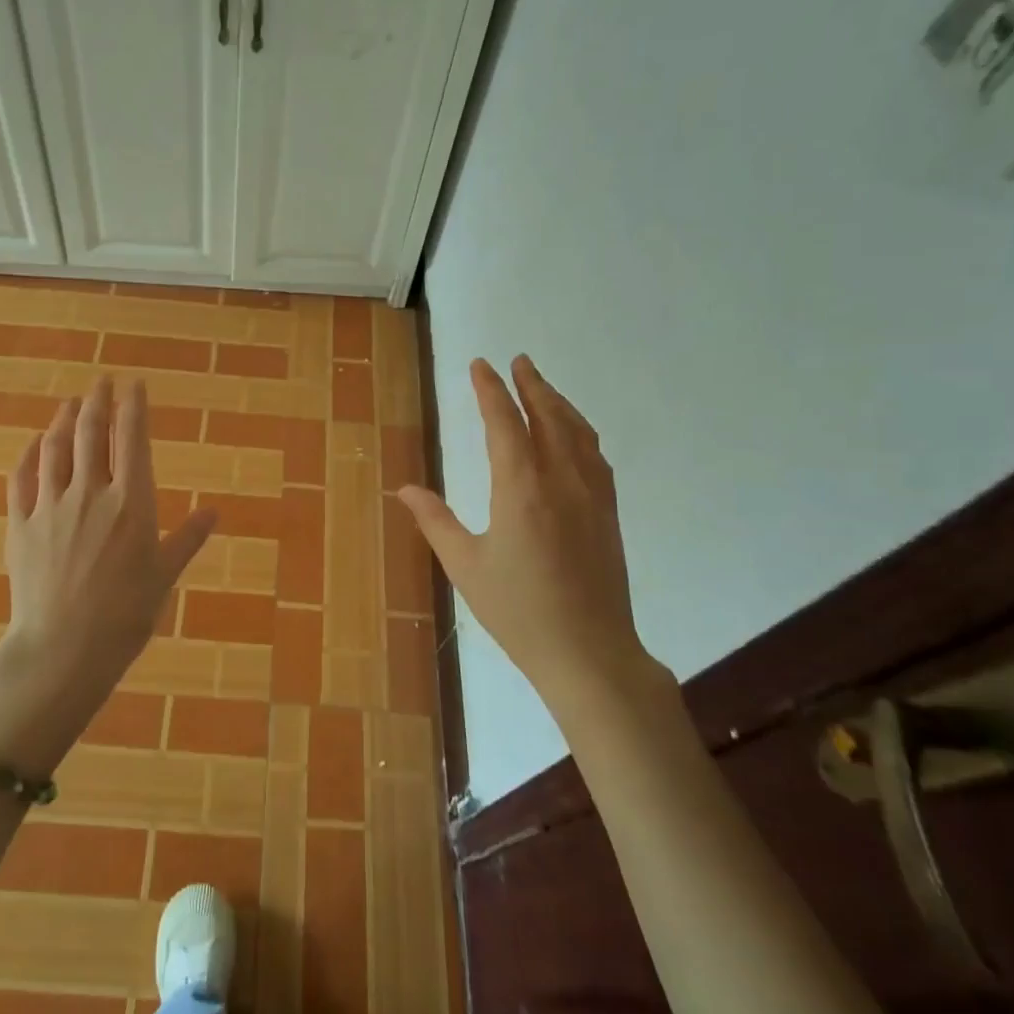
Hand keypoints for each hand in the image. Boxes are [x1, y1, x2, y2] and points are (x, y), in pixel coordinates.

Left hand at [0, 378, 217, 772]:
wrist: (64, 648)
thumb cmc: (126, 614)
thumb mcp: (165, 575)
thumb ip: (187, 538)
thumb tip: (213, 512)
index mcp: (131, 502)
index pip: (132, 439)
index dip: (133, 406)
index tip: (135, 385)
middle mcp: (90, 493)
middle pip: (90, 432)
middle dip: (97, 401)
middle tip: (102, 382)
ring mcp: (50, 506)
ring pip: (54, 448)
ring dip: (63, 419)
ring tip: (71, 403)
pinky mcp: (20, 524)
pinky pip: (22, 477)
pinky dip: (30, 453)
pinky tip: (35, 443)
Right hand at [399, 356, 671, 718]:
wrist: (589, 652)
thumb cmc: (518, 611)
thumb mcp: (465, 566)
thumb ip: (435, 521)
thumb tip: (404, 488)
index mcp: (521, 489)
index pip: (505, 422)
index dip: (491, 390)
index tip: (480, 365)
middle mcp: (561, 480)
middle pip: (548, 416)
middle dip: (530, 384)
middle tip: (517, 361)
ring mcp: (592, 495)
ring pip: (577, 432)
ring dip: (557, 402)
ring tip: (542, 386)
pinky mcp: (608, 513)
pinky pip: (595, 456)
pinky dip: (579, 432)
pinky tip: (574, 435)